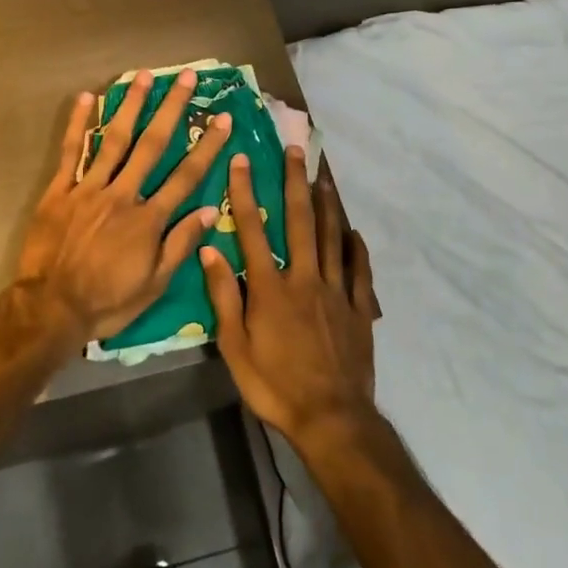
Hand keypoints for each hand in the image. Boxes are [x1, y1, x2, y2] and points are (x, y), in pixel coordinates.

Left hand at [18, 69, 232, 344]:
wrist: (50, 308)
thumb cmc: (107, 301)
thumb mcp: (154, 284)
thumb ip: (181, 244)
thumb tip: (211, 210)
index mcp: (148, 218)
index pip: (186, 175)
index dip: (207, 145)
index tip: (223, 117)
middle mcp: (122, 194)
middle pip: (152, 145)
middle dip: (172, 109)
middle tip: (186, 77)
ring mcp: (88, 189)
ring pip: (113, 140)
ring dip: (130, 105)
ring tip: (143, 76)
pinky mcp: (59, 191)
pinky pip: (70, 152)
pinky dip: (78, 125)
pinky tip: (86, 98)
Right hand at [203, 149, 380, 446]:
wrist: (331, 418)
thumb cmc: (275, 385)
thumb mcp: (235, 347)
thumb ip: (223, 296)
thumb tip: (208, 250)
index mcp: (270, 287)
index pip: (253, 229)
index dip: (246, 192)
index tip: (242, 160)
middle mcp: (304, 278)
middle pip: (299, 221)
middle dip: (294, 182)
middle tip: (295, 150)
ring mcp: (335, 291)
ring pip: (331, 237)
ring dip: (326, 203)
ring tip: (324, 175)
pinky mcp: (358, 308)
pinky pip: (359, 270)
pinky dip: (356, 247)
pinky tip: (354, 231)